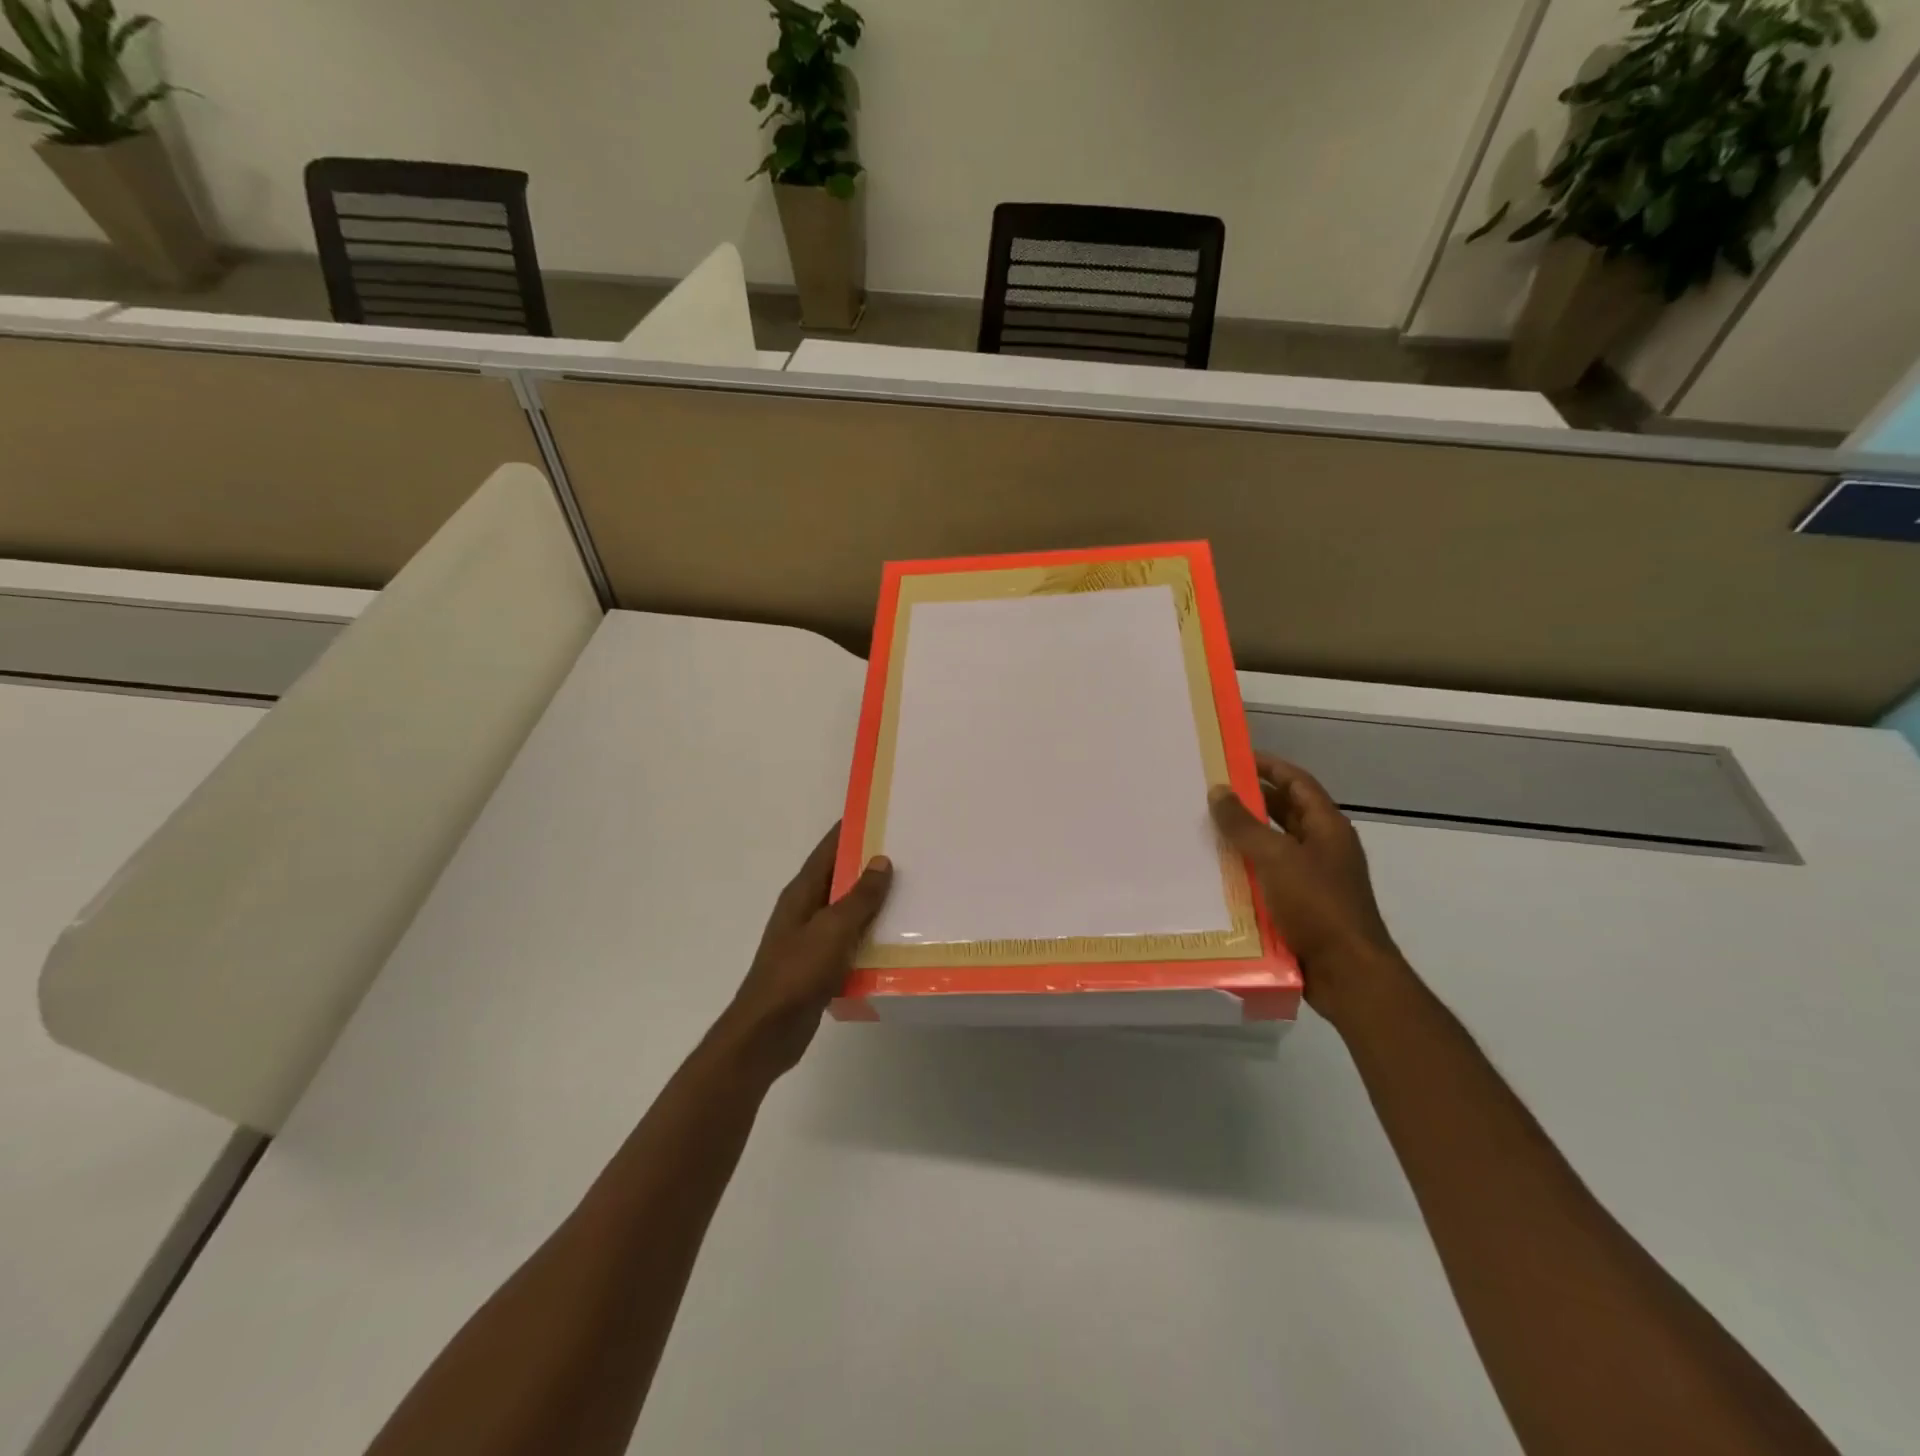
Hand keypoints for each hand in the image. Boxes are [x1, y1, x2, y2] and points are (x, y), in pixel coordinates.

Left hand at [715, 825, 892, 1078]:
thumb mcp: (832, 929)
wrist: (767, 1033)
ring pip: (846, 911)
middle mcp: (804, 910)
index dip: (851, 830)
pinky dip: (869, 936)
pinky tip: (896, 939)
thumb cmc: (797, 973)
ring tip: (912, 892)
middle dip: (869, 865)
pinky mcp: (818, 966)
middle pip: (839, 878)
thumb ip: (859, 897)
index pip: (828, 850)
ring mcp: (810, 939)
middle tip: (909, 853)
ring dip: (873, 903)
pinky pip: (849, 941)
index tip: (880, 813)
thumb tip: (880, 860)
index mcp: (801, 893)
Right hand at [1209, 754, 1405, 1027]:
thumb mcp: (1276, 858)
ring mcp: (1312, 878)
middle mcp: (1322, 847)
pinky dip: (1245, 869)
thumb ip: (1244, 824)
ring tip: (1204, 828)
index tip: (1232, 756)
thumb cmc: (1317, 907)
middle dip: (1251, 800)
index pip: (1296, 782)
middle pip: (1285, 812)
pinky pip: (1268, 877)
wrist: (1348, 974)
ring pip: (1274, 846)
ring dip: (1244, 836)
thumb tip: (1218, 790)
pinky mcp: (1300, 906)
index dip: (1268, 766)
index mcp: (1327, 827)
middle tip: (1209, 792)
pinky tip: (1216, 872)